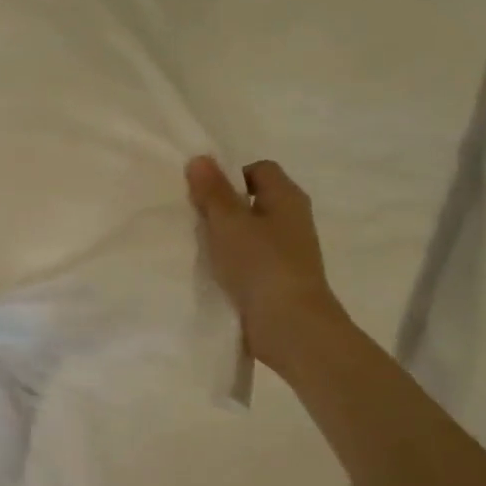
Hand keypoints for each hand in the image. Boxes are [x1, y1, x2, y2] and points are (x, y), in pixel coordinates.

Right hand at [186, 155, 348, 373]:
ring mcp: (288, 253)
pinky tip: (211, 272)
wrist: (290, 326)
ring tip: (197, 246)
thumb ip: (213, 191)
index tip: (203, 192)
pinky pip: (251, 261)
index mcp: (287, 197)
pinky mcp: (279, 280)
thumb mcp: (229, 222)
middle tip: (193, 217)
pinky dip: (232, 263)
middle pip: (254, 201)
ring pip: (251, 233)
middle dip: (224, 207)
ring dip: (226, 238)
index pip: (259, 169)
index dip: (230, 175)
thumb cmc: (261, 264)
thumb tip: (201, 158)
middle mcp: (293, 220)